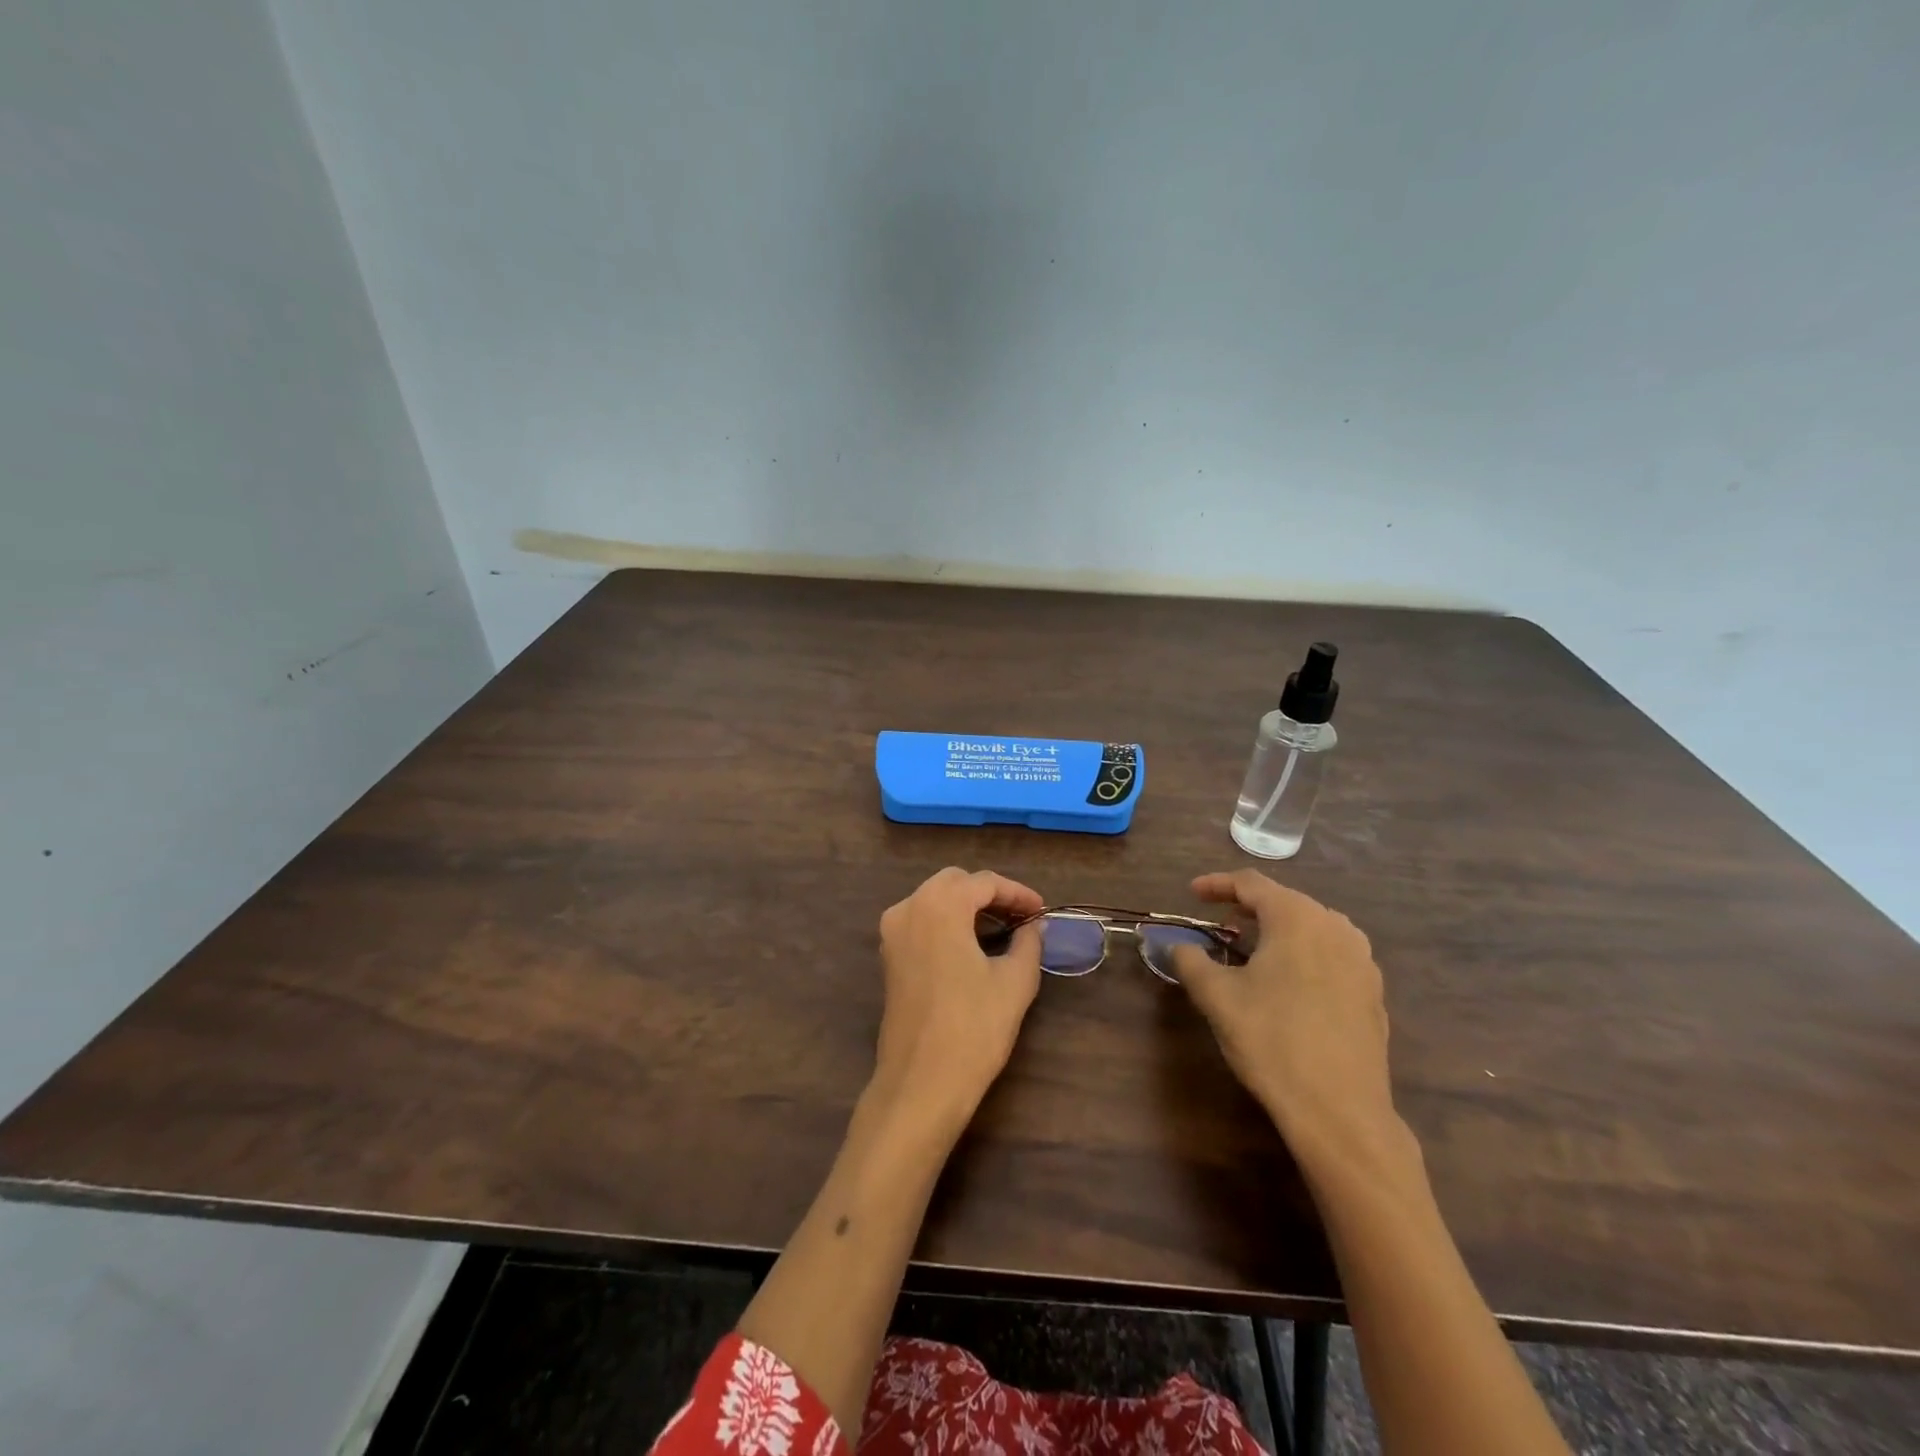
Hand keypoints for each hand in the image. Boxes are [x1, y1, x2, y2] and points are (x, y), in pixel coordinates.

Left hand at [870, 867, 1045, 1140]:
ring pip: (934, 900)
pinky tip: (972, 946)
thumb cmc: (974, 1028)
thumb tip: (1034, 926)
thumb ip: (1028, 943)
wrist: (922, 1083)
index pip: (984, 883)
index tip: (1042, 911)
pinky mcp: (888, 957)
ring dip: (967, 907)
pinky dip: (947, 923)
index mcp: (939, 905)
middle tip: (1022, 918)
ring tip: (1002, 931)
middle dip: (990, 895)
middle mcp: (909, 908)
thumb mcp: (1015, 982)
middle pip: (955, 883)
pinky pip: (921, 922)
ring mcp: (892, 933)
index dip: (1018, 893)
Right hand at [1168, 870, 1401, 1171]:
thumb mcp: (1217, 997)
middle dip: (1247, 908)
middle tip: (1218, 923)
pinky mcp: (1373, 992)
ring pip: (1311, 927)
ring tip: (1251, 949)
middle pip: (1284, 901)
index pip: (1251, 884)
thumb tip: (1177, 946)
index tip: (1192, 894)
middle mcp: (1335, 927)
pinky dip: (1302, 954)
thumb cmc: (1272, 1041)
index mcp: (1297, 918)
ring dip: (1277, 930)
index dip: (1217, 884)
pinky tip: (1287, 982)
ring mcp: (1361, 960)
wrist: (1340, 1111)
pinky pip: (1330, 954)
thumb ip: (1190, 961)